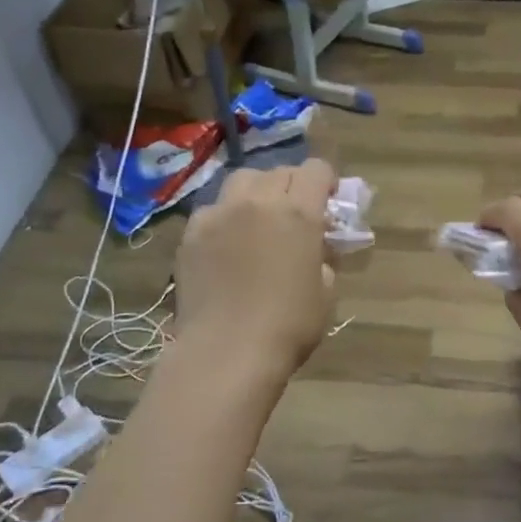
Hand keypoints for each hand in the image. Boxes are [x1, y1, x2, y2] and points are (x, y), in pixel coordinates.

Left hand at [174, 159, 336, 390]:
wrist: (227, 351)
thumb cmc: (289, 326)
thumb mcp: (326, 292)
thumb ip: (323, 258)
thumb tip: (315, 249)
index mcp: (299, 212)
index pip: (316, 170)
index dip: (327, 181)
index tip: (329, 200)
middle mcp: (258, 201)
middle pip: (278, 172)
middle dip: (293, 185)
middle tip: (295, 213)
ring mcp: (219, 214)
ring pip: (241, 181)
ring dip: (257, 192)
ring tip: (258, 218)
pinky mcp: (191, 233)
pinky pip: (213, 209)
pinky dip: (226, 216)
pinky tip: (227, 243)